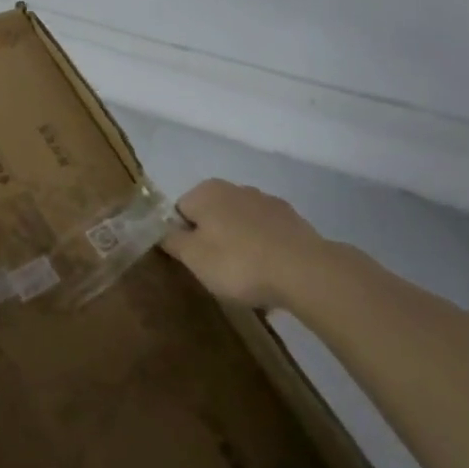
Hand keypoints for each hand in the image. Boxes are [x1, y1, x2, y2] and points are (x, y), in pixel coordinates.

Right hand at [161, 179, 323, 309]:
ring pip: (241, 226)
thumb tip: (163, 230)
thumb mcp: (192, 257)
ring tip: (248, 280)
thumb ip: (171, 240)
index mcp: (206, 191)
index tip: (192, 262)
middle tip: (217, 272)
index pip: (180, 211)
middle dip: (212, 241)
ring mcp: (267, 202)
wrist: (305, 272)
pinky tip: (271, 276)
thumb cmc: (238, 262)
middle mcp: (235, 188)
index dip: (182, 237)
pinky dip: (264, 251)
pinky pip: (267, 236)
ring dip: (239, 246)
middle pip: (211, 216)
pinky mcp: (293, 221)